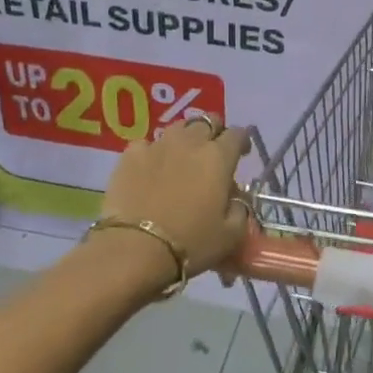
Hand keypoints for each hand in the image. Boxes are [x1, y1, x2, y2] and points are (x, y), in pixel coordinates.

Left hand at [99, 115, 252, 278]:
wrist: (134, 250)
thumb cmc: (190, 243)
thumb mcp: (231, 235)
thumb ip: (240, 210)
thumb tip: (236, 199)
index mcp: (218, 157)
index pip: (237, 134)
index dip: (242, 141)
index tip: (241, 154)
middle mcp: (190, 142)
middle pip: (207, 122)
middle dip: (214, 132)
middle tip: (212, 153)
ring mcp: (158, 145)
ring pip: (177, 128)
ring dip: (184, 138)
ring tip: (181, 157)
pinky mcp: (130, 155)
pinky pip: (146, 144)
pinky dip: (152, 153)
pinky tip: (149, 169)